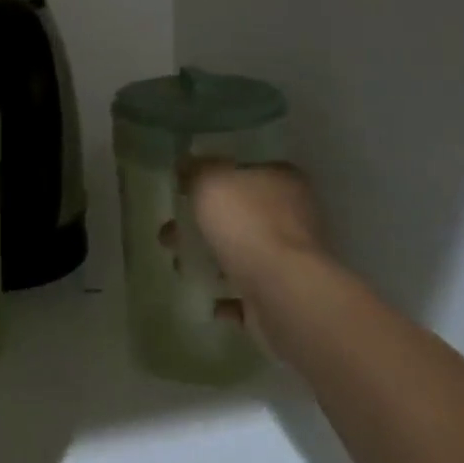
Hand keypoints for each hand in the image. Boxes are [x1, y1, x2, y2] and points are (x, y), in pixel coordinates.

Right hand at [159, 162, 332, 362]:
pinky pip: (248, 291)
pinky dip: (227, 295)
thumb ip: (197, 170)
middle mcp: (293, 215)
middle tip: (170, 234)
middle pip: (241, 214)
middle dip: (203, 225)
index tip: (184, 193)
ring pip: (242, 253)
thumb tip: (187, 164)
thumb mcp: (211, 182)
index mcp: (282, 180)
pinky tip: (208, 298)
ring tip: (179, 266)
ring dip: (211, 260)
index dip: (214, 179)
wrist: (281, 291)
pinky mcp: (284, 294)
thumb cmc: (247, 225)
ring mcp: (291, 258)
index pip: (246, 171)